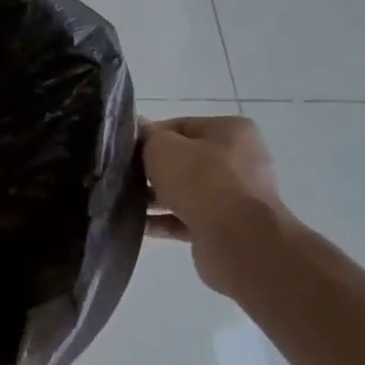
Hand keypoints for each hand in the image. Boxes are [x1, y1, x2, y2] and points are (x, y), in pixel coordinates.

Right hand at [142, 116, 289, 295]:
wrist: (238, 238)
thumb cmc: (201, 180)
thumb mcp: (162, 148)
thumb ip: (147, 137)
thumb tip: (139, 131)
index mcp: (232, 131)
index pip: (181, 126)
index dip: (150, 136)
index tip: (125, 150)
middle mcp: (240, 160)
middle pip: (184, 160)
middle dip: (153, 169)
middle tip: (124, 176)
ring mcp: (236, 195)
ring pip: (186, 191)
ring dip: (157, 197)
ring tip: (126, 201)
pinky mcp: (227, 226)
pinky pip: (188, 218)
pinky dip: (165, 220)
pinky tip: (139, 225)